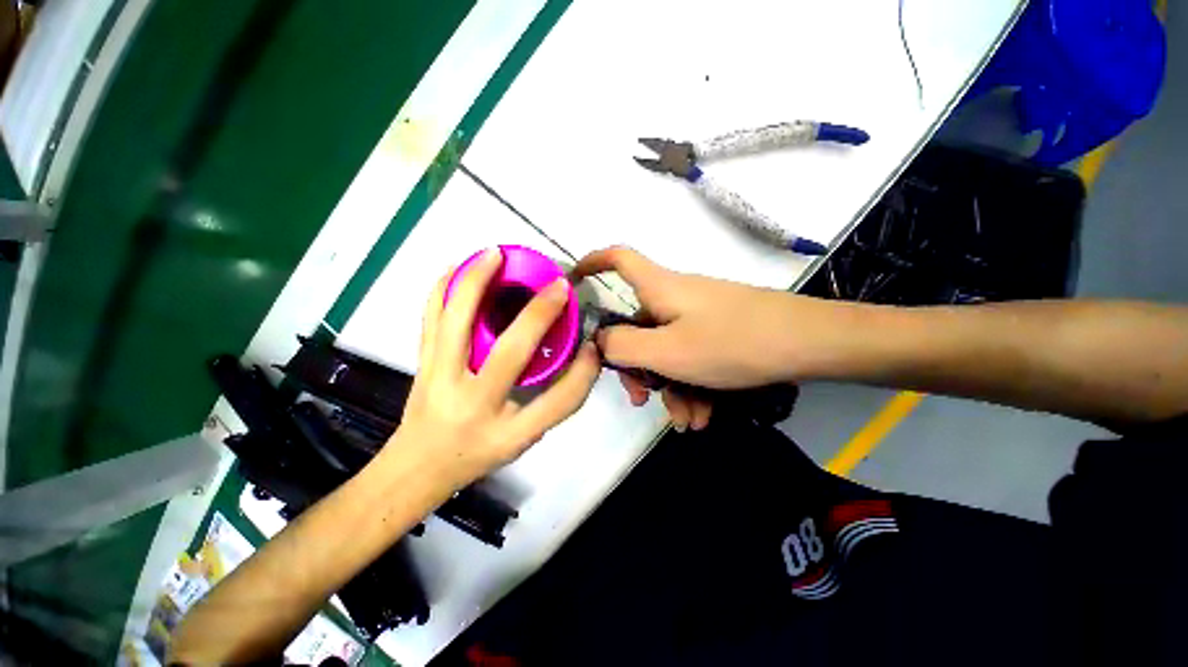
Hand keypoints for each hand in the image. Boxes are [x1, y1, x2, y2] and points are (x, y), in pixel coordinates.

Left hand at [390, 249, 600, 487]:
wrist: (419, 467)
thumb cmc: (477, 454)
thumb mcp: (523, 440)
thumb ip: (552, 403)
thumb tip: (580, 357)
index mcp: (506, 433)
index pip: (558, 403)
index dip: (583, 374)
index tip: (593, 347)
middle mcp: (473, 405)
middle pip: (511, 353)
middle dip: (540, 314)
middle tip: (557, 286)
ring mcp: (440, 380)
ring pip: (457, 322)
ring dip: (477, 282)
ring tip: (495, 254)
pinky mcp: (421, 363)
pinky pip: (429, 317)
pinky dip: (443, 287)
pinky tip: (458, 269)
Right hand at [572, 246, 827, 430]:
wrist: (809, 344)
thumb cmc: (731, 342)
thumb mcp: (668, 352)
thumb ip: (623, 346)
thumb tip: (600, 341)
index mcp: (659, 289)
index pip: (618, 258)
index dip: (592, 263)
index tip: (575, 282)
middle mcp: (674, 298)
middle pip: (637, 324)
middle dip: (637, 366)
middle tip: (642, 399)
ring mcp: (697, 316)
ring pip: (666, 350)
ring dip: (670, 387)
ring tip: (688, 420)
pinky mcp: (717, 332)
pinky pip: (691, 357)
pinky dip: (692, 386)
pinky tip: (704, 415)